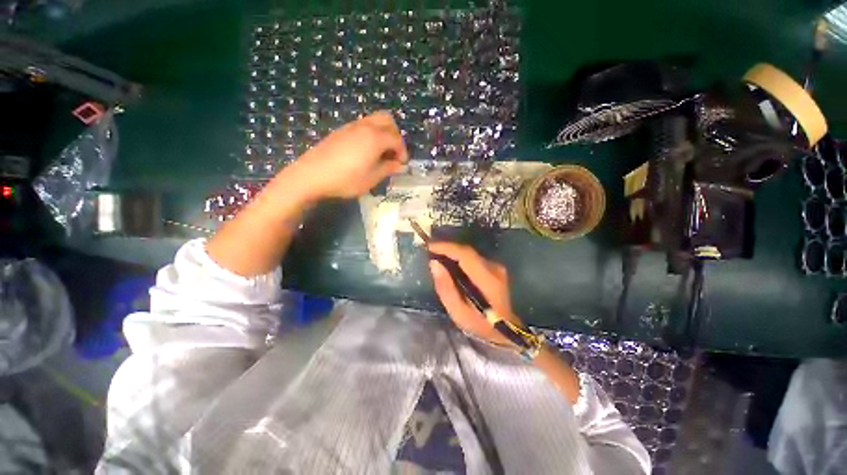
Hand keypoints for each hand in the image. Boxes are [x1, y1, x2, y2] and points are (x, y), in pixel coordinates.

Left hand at [289, 111, 408, 199]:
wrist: (311, 175)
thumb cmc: (346, 180)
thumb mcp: (371, 179)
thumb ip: (388, 169)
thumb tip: (399, 165)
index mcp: (375, 138)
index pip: (397, 139)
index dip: (403, 151)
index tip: (402, 164)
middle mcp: (365, 127)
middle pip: (387, 120)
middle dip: (395, 135)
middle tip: (393, 152)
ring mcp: (351, 127)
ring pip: (374, 120)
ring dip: (383, 133)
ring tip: (381, 153)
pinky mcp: (341, 131)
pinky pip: (362, 125)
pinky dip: (371, 133)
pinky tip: (366, 151)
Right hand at [428, 242, 523, 345]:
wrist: (505, 329)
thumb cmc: (480, 324)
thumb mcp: (458, 312)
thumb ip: (445, 288)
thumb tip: (434, 264)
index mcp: (486, 279)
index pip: (465, 255)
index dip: (447, 247)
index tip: (429, 247)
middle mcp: (493, 268)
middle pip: (467, 251)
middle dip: (447, 248)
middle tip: (430, 250)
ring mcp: (496, 267)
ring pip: (470, 253)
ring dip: (453, 252)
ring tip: (437, 255)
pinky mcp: (495, 268)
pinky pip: (473, 258)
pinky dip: (459, 257)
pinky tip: (450, 262)